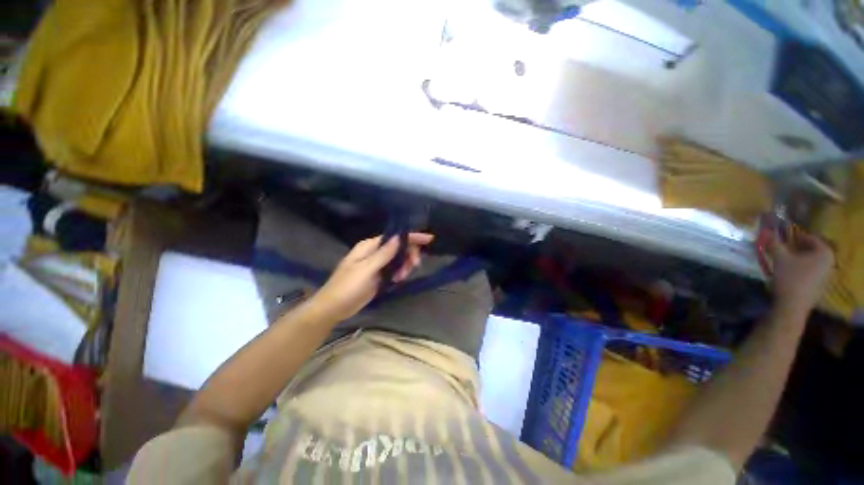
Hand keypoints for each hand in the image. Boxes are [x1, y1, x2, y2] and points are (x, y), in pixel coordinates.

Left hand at [309, 233, 433, 322]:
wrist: (333, 308)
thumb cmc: (347, 287)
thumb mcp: (366, 270)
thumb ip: (383, 254)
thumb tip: (399, 237)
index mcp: (369, 246)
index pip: (394, 237)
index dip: (412, 237)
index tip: (429, 239)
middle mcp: (375, 252)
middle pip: (399, 248)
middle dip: (409, 255)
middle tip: (414, 266)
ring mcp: (377, 265)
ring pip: (399, 260)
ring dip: (404, 266)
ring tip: (400, 278)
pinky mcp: (379, 276)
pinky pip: (395, 270)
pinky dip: (399, 273)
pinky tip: (397, 280)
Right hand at [767, 231, 833, 314]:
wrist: (793, 306)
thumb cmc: (790, 278)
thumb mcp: (780, 258)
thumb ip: (774, 243)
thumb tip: (766, 231)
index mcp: (825, 252)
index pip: (809, 238)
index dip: (794, 236)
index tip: (781, 237)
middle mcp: (829, 261)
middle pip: (811, 250)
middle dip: (795, 248)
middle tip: (781, 248)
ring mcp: (826, 275)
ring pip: (810, 261)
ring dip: (796, 258)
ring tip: (782, 260)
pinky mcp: (819, 285)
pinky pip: (810, 271)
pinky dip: (799, 268)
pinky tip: (788, 272)